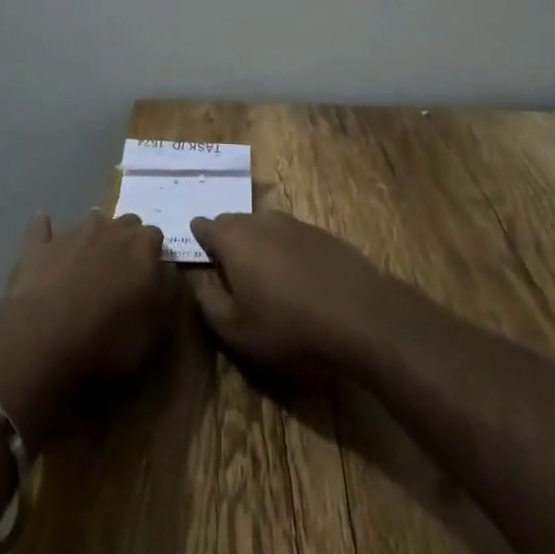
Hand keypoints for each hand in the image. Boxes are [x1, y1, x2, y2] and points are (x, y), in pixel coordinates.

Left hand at [0, 211, 176, 447]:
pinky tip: (44, 237)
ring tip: (88, 264)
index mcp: (142, 245)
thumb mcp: (154, 330)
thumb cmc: (107, 342)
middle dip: (126, 243)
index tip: (149, 280)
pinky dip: (45, 231)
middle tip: (120, 274)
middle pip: (126, 224)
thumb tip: (167, 271)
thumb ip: (167, 292)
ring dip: (93, 237)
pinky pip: (41, 227)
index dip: (153, 258)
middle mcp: (110, 228)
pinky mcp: (38, 245)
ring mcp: (72, 232)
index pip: (156, 238)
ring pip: (90, 221)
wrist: (42, 343)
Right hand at [189, 210, 403, 374]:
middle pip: (234, 221)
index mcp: (234, 239)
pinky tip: (293, 274)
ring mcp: (294, 223)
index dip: (198, 236)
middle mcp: (261, 221)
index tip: (196, 248)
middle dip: (225, 237)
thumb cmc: (288, 327)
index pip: (206, 226)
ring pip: (263, 225)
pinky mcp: (321, 233)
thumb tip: (198, 285)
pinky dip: (284, 248)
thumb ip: (209, 305)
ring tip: (258, 270)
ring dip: (256, 241)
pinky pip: (290, 235)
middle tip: (225, 263)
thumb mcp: (237, 332)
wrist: (358, 314)